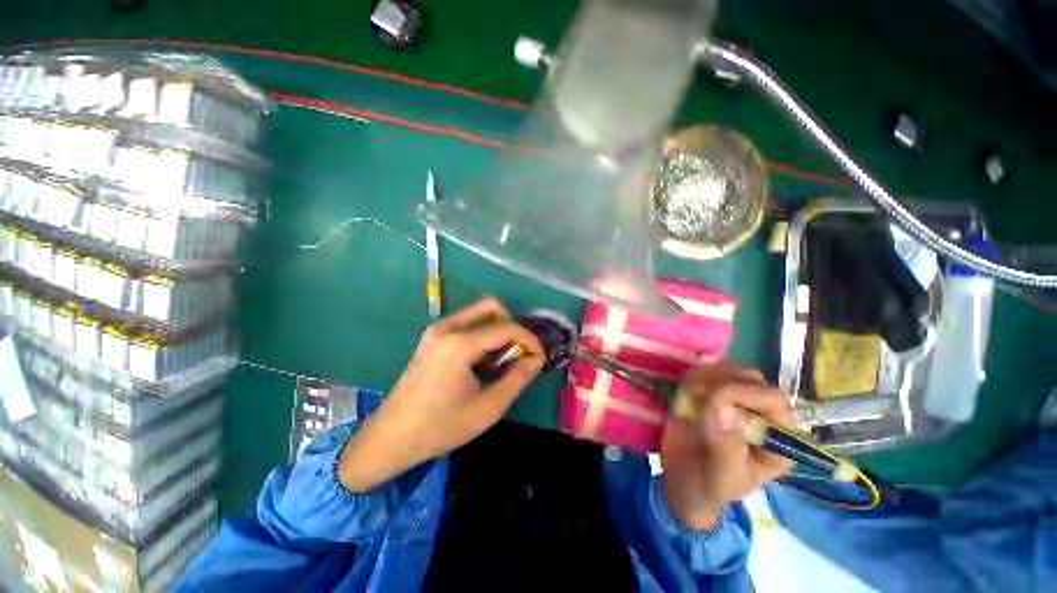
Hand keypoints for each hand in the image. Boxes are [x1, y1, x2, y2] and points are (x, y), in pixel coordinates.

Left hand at [340, 299, 543, 492]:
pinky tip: (483, 361)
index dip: (529, 339)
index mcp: (459, 344)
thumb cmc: (441, 427)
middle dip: (512, 326)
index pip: (506, 327)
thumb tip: (537, 359)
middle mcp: (447, 327)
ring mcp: (437, 329)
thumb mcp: (488, 408)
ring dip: (497, 330)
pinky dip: (482, 335)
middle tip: (518, 353)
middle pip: (491, 307)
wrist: (392, 437)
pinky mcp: (433, 336)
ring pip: (479, 313)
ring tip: (502, 361)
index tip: (539, 357)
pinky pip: (467, 323)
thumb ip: (517, 379)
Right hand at [660, 363, 794, 529]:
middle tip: (695, 397)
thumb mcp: (723, 475)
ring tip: (688, 398)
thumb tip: (721, 407)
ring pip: (728, 369)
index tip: (710, 401)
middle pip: (751, 378)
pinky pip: (707, 371)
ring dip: (704, 378)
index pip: (772, 399)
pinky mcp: (714, 391)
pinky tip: (684, 394)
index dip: (744, 394)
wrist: (686, 480)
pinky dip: (693, 377)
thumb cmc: (712, 485)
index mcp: (779, 437)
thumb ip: (725, 444)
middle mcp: (763, 413)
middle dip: (720, 382)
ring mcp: (738, 399)